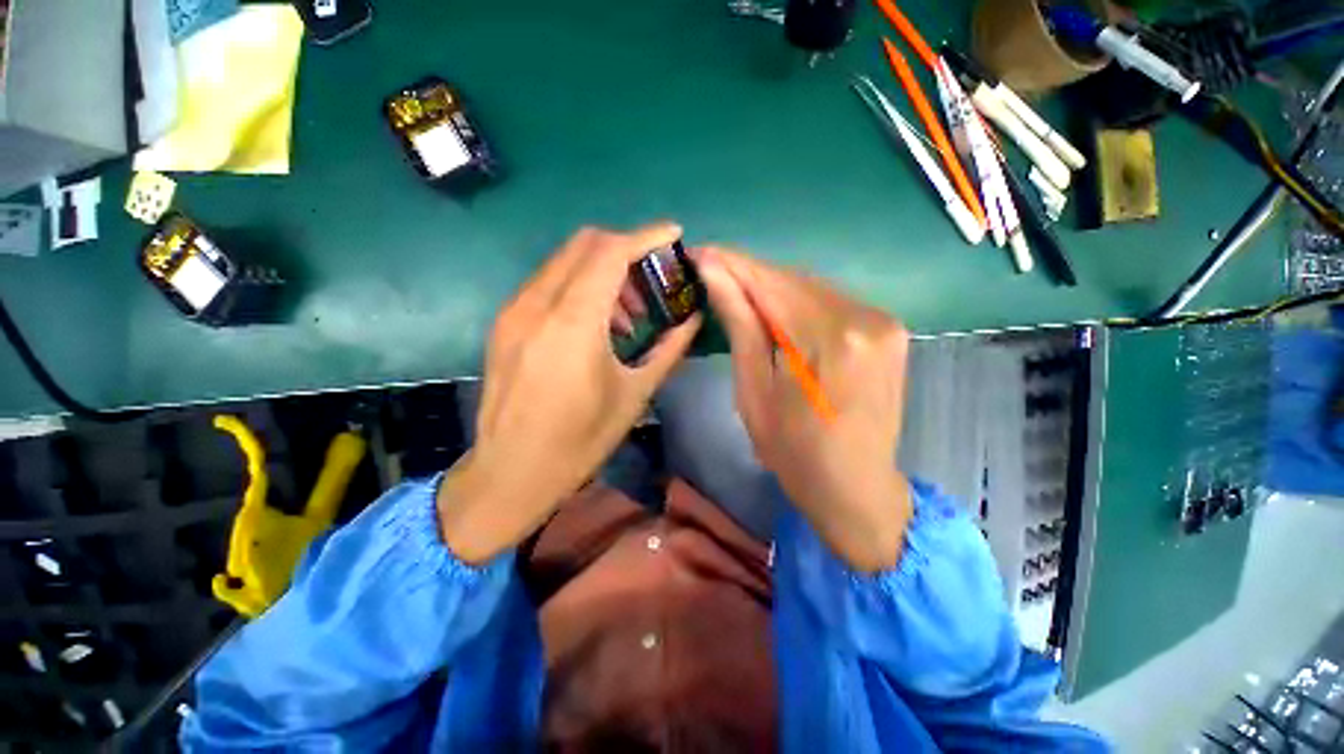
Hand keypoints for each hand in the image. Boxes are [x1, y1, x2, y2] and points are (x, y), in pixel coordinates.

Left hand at [439, 224, 701, 563]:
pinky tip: (596, 324)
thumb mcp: (635, 393)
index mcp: (572, 324)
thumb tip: (693, 317)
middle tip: (651, 280)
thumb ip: (669, 347)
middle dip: (625, 249)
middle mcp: (537, 305)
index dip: (646, 236)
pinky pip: (548, 283)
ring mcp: (514, 311)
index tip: (673, 235)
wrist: (511, 471)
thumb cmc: (580, 440)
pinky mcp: (505, 323)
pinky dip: (579, 286)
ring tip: (627, 313)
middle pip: (585, 244)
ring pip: (565, 261)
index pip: (610, 252)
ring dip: (602, 271)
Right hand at [696, 248, 911, 571]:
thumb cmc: (793, 451)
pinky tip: (777, 312)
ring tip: (738, 292)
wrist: (856, 488)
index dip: (731, 264)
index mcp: (826, 339)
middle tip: (712, 272)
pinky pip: (832, 303)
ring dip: (773, 288)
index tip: (698, 252)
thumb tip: (714, 271)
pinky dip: (799, 303)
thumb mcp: (753, 391)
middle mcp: (864, 318)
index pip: (770, 282)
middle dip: (750, 275)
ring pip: (812, 287)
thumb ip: (740, 324)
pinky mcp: (889, 329)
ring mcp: (884, 321)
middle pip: (793, 279)